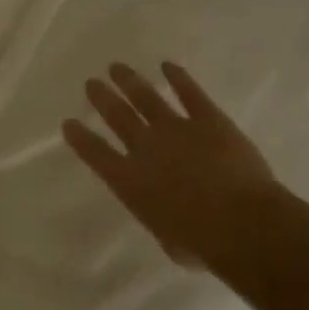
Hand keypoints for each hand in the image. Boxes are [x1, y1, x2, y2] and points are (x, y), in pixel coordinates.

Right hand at [63, 61, 281, 270]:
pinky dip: (178, 78)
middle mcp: (146, 149)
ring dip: (130, 81)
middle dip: (102, 99)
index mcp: (130, 183)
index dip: (80, 139)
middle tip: (91, 83)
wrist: (240, 222)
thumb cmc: (203, 243)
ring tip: (117, 68)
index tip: (68, 123)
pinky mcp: (208, 120)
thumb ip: (164, 221)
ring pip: (146, 98)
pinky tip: (168, 65)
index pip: (96, 154)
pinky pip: (190, 93)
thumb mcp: (171, 242)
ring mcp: (177, 130)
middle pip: (118, 117)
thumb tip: (172, 217)